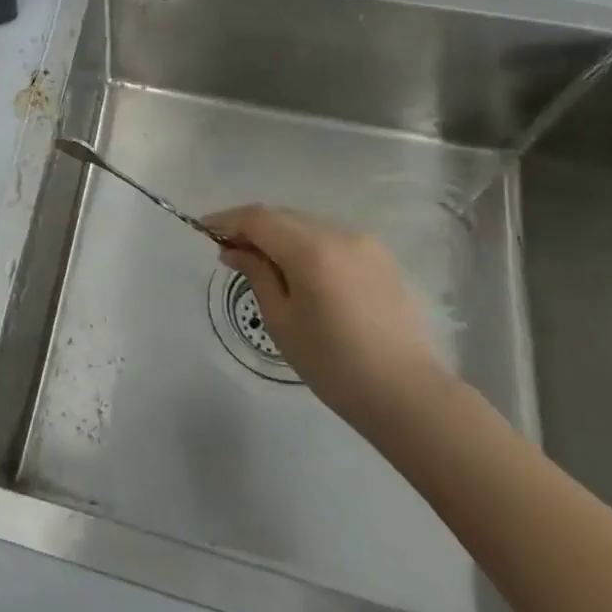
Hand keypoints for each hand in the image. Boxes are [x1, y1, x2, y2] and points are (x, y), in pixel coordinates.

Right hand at [202, 204, 448, 424]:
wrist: (408, 395)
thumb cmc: (334, 364)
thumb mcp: (281, 321)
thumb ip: (256, 274)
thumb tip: (234, 249)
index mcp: (311, 250)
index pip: (258, 218)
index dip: (227, 220)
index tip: (204, 229)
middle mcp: (339, 234)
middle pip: (283, 216)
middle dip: (251, 226)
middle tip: (228, 248)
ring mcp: (364, 243)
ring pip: (307, 225)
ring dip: (279, 234)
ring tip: (260, 259)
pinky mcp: (381, 258)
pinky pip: (330, 238)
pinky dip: (306, 244)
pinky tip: (298, 269)